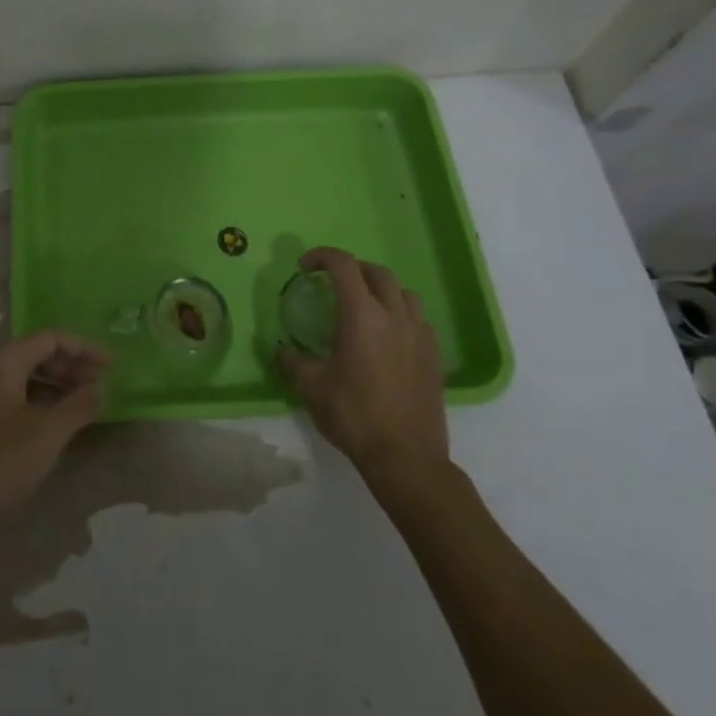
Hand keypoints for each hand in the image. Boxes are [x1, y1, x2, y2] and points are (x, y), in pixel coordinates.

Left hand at [0, 331, 108, 535]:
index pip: (50, 339)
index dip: (84, 348)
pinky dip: (40, 401)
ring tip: (84, 404)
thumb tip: (101, 387)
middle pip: (37, 354)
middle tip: (100, 386)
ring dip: (57, 385)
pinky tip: (56, 422)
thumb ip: (78, 406)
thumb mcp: (47, 434)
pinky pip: (15, 395)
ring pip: (26, 376)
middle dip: (71, 367)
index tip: (111, 366)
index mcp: (3, 362)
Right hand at [276, 247, 449, 484]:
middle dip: (352, 269)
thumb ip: (292, 361)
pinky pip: (418, 318)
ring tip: (363, 306)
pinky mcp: (434, 355)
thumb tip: (282, 348)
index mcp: (362, 316)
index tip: (305, 267)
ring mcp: (419, 335)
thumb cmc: (355, 417)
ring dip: (380, 289)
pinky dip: (400, 313)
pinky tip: (387, 336)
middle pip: (377, 272)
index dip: (322, 256)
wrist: (406, 458)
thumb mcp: (311, 388)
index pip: (344, 265)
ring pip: (403, 292)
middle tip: (333, 283)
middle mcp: (395, 316)